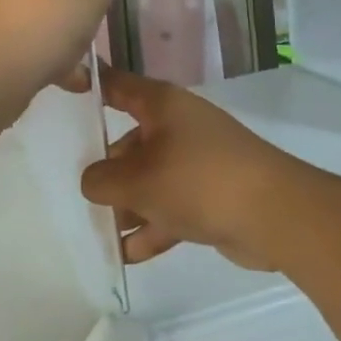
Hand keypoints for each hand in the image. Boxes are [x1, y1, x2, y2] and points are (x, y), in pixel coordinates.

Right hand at [81, 67, 310, 270]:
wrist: (275, 214)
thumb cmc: (197, 181)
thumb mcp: (137, 181)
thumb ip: (101, 180)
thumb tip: (93, 182)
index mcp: (161, 105)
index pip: (118, 86)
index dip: (92, 86)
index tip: (65, 89)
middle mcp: (178, 126)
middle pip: (131, 142)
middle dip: (108, 172)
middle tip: (85, 196)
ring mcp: (198, 161)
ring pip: (151, 178)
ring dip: (129, 206)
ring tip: (104, 234)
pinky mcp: (212, 194)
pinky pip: (172, 205)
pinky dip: (153, 226)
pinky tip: (129, 255)